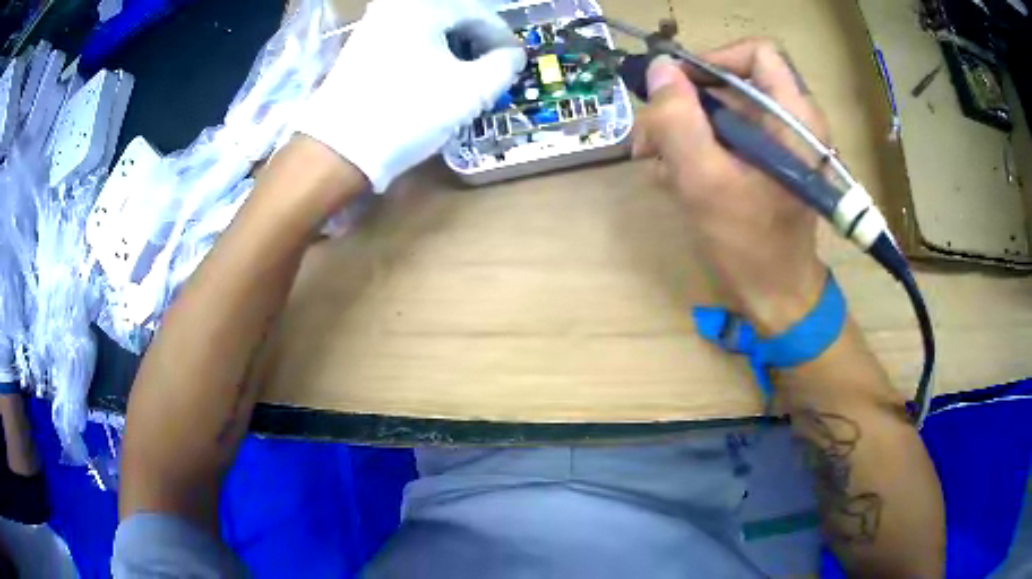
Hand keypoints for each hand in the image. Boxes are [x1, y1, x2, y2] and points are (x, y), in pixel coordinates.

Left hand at [296, 0, 525, 191]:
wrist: (339, 149)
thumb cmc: (408, 112)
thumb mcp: (470, 91)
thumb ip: (504, 66)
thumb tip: (512, 56)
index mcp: (422, 7)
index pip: (478, 14)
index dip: (502, 38)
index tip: (515, 62)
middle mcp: (394, 7)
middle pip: (451, 17)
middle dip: (476, 42)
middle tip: (490, 69)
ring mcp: (372, 25)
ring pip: (428, 28)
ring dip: (452, 48)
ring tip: (464, 75)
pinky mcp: (359, 47)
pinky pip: (405, 39)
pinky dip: (427, 53)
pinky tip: (432, 76)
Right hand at [633, 39, 829, 334]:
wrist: (777, 298)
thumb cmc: (751, 246)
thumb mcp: (706, 183)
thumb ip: (678, 121)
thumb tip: (660, 69)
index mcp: (793, 118)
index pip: (758, 53)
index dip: (714, 59)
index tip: (678, 88)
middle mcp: (789, 122)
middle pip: (731, 83)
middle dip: (685, 104)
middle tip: (649, 137)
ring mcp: (776, 143)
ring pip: (721, 111)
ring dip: (682, 131)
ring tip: (656, 164)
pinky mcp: (763, 161)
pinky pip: (724, 137)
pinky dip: (696, 150)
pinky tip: (674, 178)